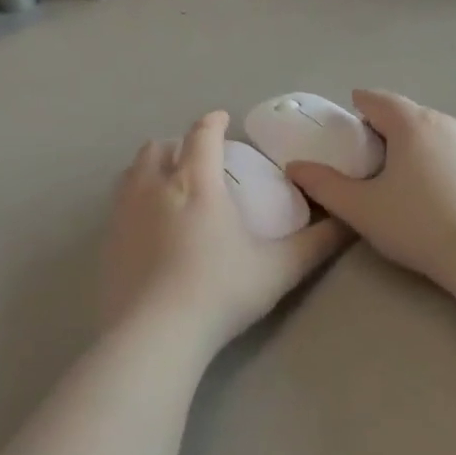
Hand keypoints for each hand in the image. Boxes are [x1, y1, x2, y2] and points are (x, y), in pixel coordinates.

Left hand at [102, 110, 350, 357]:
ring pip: (132, 172)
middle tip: (197, 160)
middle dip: (178, 145)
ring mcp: (124, 213)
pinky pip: (118, 204)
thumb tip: (348, 223)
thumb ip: (316, 244)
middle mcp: (155, 187)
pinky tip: (147, 226)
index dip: (213, 122)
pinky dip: (134, 199)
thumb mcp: (279, 269)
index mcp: (197, 182)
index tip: (222, 120)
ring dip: (151, 168)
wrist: (154, 335)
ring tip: (168, 185)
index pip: (202, 135)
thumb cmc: (221, 292)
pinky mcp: (107, 242)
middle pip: (159, 147)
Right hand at [285, 90, 455, 287]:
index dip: (359, 105)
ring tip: (405, 174)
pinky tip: (441, 194)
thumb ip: (324, 185)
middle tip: (371, 154)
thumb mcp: (361, 209)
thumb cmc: (417, 224)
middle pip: (409, 114)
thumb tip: (295, 167)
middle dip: (388, 126)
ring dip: (418, 144)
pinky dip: (444, 163)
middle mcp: (446, 123)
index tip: (349, 120)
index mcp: (411, 124)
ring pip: (437, 133)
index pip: (378, 99)